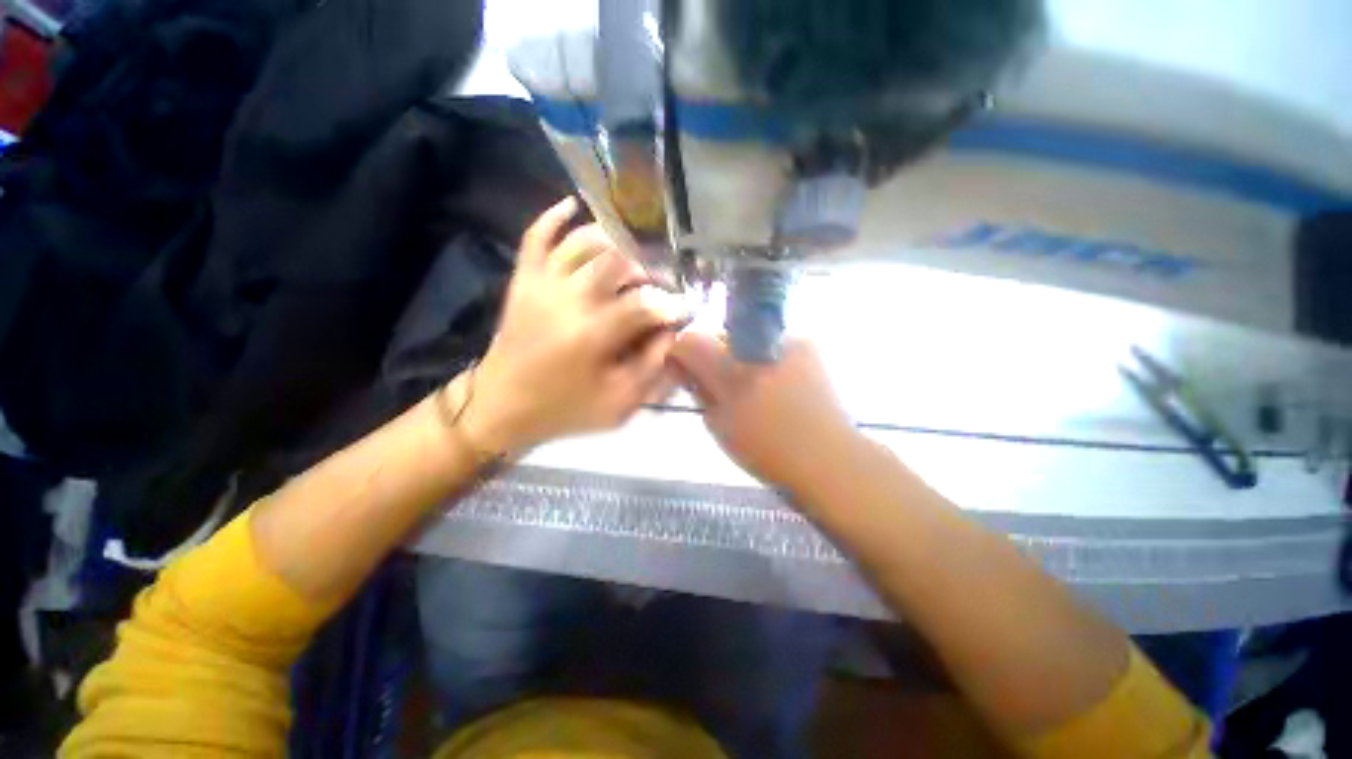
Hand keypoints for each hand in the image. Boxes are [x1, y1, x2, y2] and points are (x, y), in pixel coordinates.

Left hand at [460, 197, 681, 453]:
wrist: (501, 406)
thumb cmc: (565, 409)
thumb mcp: (619, 403)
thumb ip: (652, 366)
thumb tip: (671, 331)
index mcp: (592, 334)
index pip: (645, 305)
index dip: (671, 304)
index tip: (686, 307)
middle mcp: (567, 298)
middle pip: (618, 262)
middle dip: (647, 270)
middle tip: (658, 285)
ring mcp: (541, 284)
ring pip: (583, 242)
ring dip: (614, 242)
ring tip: (632, 257)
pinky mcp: (523, 280)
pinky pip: (536, 237)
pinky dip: (554, 217)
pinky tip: (574, 207)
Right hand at [670, 332, 857, 493]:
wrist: (830, 457)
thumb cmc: (768, 450)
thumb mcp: (719, 425)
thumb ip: (700, 391)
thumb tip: (685, 368)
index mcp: (733, 372)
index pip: (690, 342)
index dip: (681, 355)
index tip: (685, 373)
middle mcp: (757, 345)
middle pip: (718, 337)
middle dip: (712, 358)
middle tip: (720, 387)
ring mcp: (786, 340)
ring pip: (744, 340)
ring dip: (739, 358)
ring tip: (752, 388)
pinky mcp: (807, 344)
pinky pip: (769, 344)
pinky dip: (763, 359)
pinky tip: (776, 383)